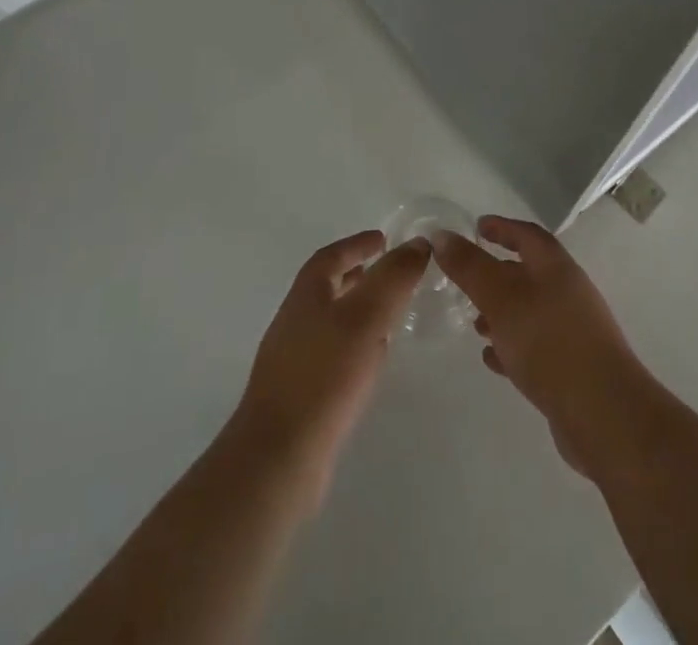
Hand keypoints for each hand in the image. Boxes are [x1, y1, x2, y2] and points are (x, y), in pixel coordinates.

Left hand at [231, 231, 430, 506]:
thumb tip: (418, 243)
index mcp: (306, 295)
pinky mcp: (300, 394)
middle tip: (390, 274)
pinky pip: (331, 354)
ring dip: (358, 310)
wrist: (278, 458)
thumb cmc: (324, 376)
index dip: (357, 244)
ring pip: (331, 321)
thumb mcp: (366, 317)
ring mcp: (293, 360)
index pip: (331, 256)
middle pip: (327, 287)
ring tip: (389, 314)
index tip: (383, 239)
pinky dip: (354, 344)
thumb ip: (393, 277)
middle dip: (358, 275)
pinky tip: (372, 361)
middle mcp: (295, 321)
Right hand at [432, 216, 648, 475]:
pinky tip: (491, 359)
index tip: (477, 227)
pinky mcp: (570, 367)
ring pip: (529, 311)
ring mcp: (572, 331)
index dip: (502, 228)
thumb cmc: (549, 341)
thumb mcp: (501, 298)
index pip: (527, 235)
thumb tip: (442, 235)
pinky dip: (511, 345)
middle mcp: (567, 292)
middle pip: (528, 273)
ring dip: (501, 313)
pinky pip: (535, 346)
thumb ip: (470, 267)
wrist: (603, 413)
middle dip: (496, 273)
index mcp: (555, 267)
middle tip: (465, 279)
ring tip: (473, 324)